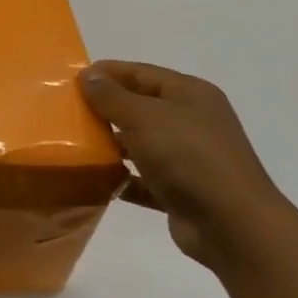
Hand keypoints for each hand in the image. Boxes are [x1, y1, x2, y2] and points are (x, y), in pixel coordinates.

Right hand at [79, 61, 294, 269]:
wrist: (231, 225)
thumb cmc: (188, 157)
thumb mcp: (144, 117)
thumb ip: (112, 96)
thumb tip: (87, 74)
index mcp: (190, 95)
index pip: (142, 73)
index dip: (107, 73)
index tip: (70, 79)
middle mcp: (192, 121)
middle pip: (140, 106)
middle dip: (105, 108)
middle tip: (66, 111)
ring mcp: (188, 158)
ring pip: (140, 143)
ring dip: (110, 143)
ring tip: (73, 143)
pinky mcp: (180, 190)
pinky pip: (142, 178)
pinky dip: (121, 178)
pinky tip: (94, 179)